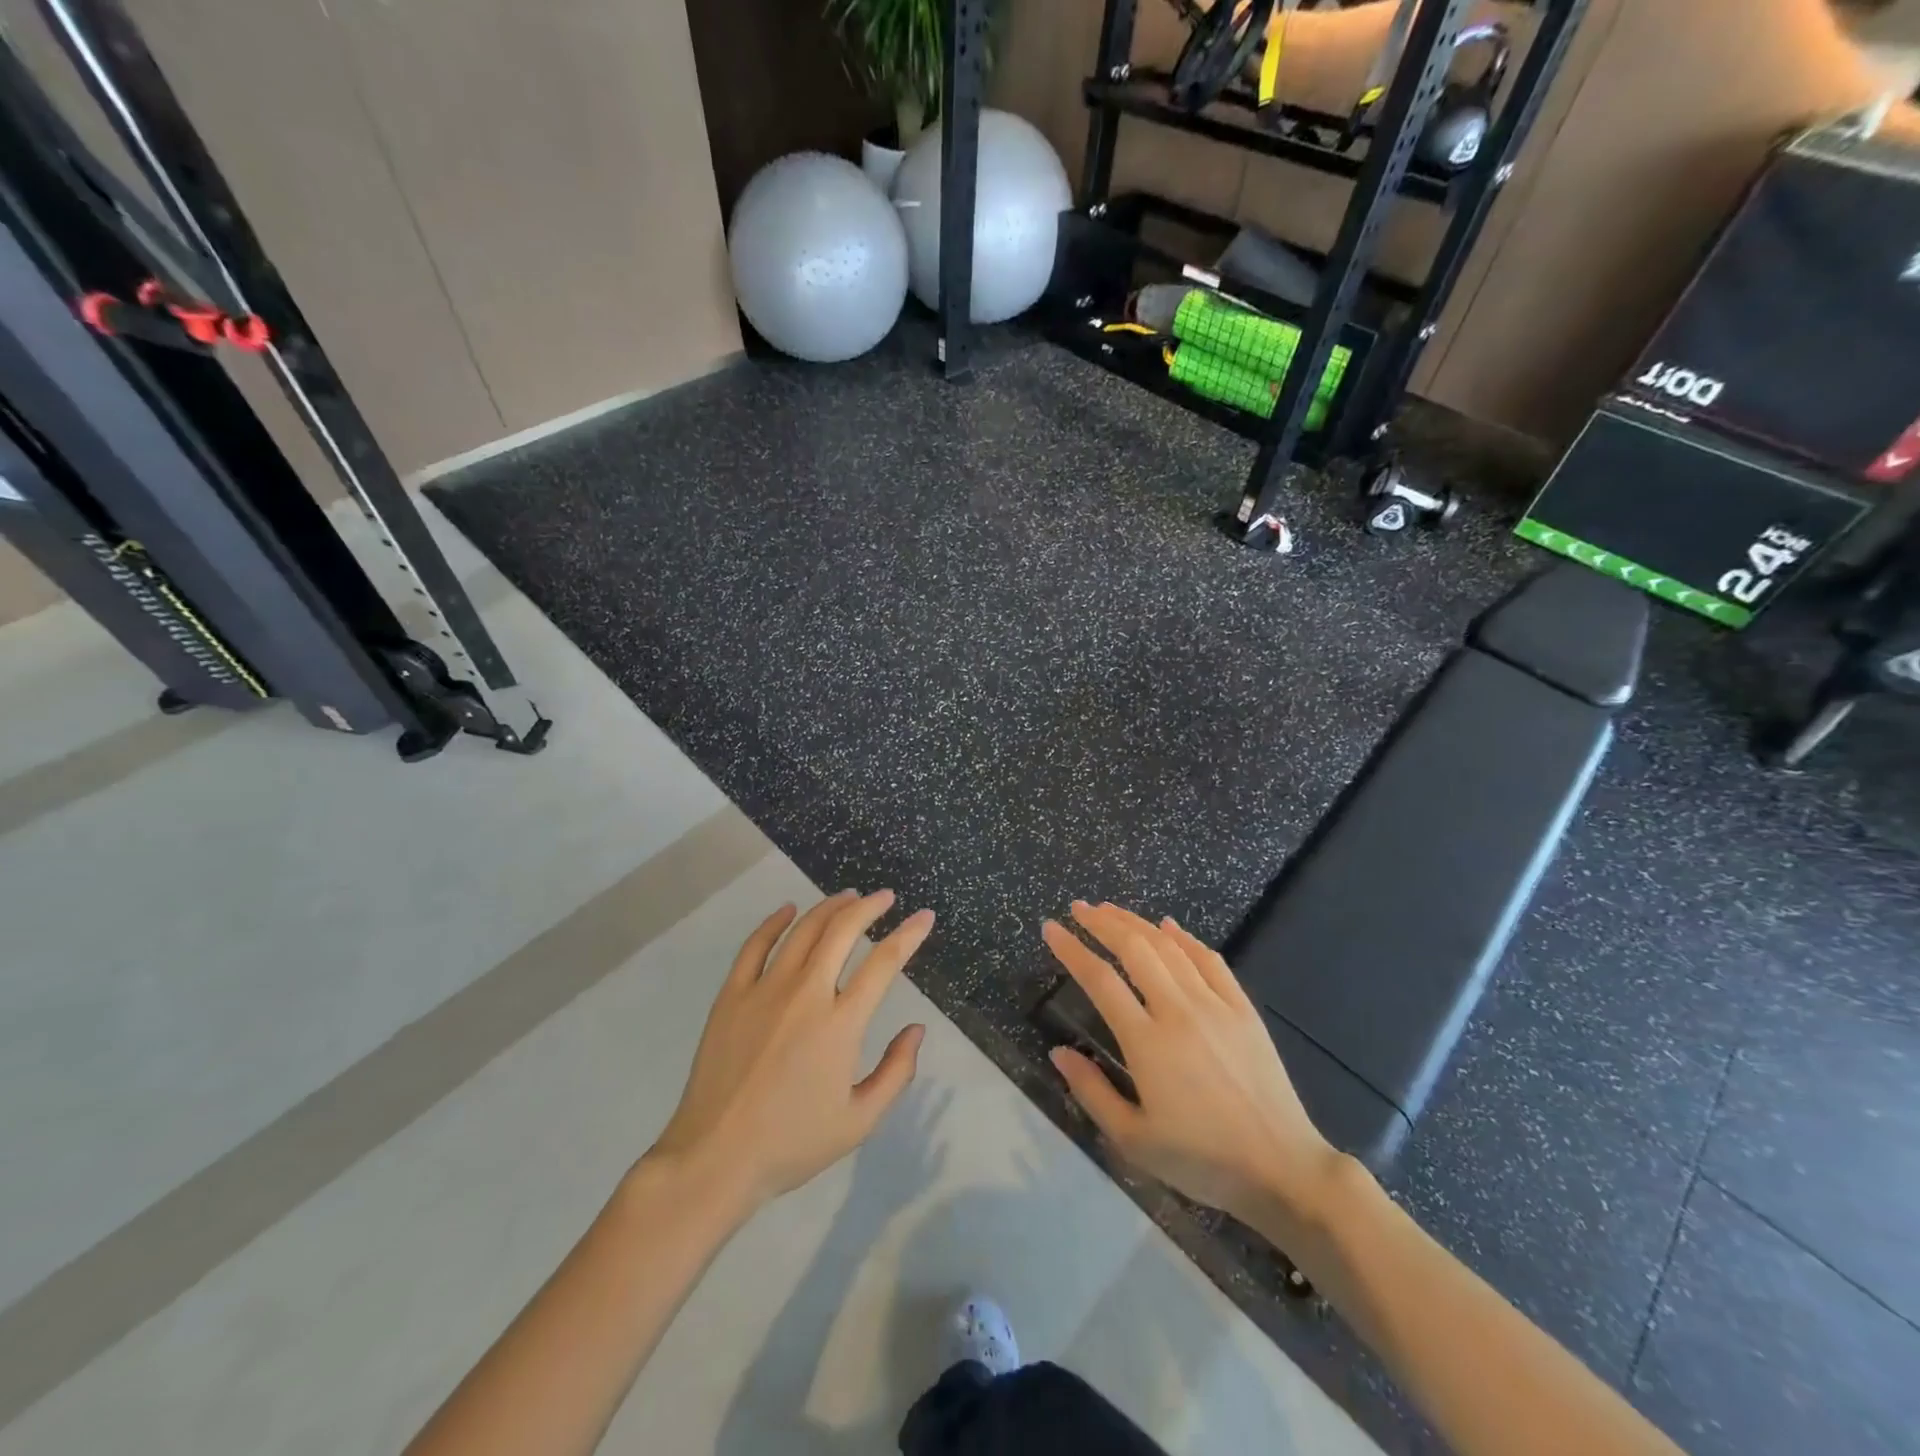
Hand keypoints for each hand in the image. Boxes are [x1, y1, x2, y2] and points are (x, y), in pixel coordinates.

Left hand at [648, 890, 930, 1211]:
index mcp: (840, 1023)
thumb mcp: (859, 1121)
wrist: (715, 1158)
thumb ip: (896, 1072)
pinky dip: (774, 922)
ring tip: (847, 898)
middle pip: (842, 930)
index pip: (884, 962)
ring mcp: (764, 989)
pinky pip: (756, 945)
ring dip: (829, 907)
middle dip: (869, 907)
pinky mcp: (732, 995)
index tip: (923, 917)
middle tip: (885, 897)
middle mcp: (806, 993)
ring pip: (803, 930)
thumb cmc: (792, 1143)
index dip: (909, 935)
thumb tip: (917, 1029)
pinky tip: (788, 910)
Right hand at [1042, 902, 1345, 1231]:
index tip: (1050, 929)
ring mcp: (1215, 1005)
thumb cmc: (1202, 1160)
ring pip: (1169, 947)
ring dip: (1136, 923)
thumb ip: (1092, 1091)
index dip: (1072, 949)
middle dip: (1102, 922)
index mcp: (1147, 1043)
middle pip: (1134, 949)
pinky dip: (1185, 938)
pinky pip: (1210, 960)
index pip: (1100, 980)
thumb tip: (1058, 1051)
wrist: (1282, 1169)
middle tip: (1078, 908)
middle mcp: (1179, 1011)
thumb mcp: (1134, 1141)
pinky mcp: (1243, 1009)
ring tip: (1111, 909)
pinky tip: (1168, 926)